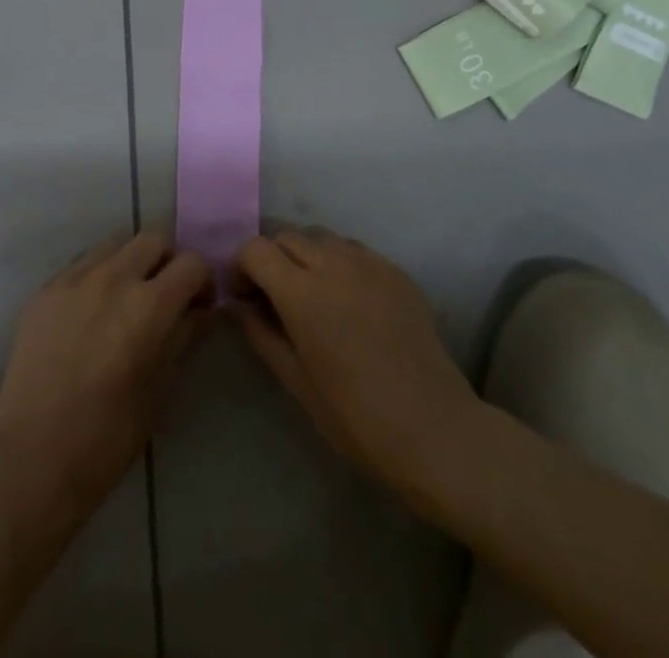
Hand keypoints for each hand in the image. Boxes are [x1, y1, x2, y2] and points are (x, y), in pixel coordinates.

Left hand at [0, 232, 212, 515]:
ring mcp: (73, 280)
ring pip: (114, 244)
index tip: (199, 304)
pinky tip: (90, 312)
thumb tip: (201, 311)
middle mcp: (112, 278)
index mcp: (148, 305)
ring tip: (125, 298)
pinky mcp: (44, 291)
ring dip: (130, 261)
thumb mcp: (160, 389)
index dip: (202, 280)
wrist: (32, 458)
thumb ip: (183, 337)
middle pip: (152, 239)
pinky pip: (80, 265)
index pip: (191, 263)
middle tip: (165, 294)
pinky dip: (96, 276)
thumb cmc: (107, 437)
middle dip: (167, 261)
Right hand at [231, 229, 481, 503]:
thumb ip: (260, 333)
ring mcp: (369, 263)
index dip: (241, 267)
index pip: (256, 249)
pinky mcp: (395, 271)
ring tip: (313, 296)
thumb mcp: (296, 382)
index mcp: (302, 293)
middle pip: (287, 237)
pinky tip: (348, 301)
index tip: (244, 297)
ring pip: (321, 238)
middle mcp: (334, 264)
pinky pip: (354, 250)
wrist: (434, 431)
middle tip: (273, 298)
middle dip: (271, 260)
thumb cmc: (356, 417)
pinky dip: (338, 263)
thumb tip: (234, 304)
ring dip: (305, 257)